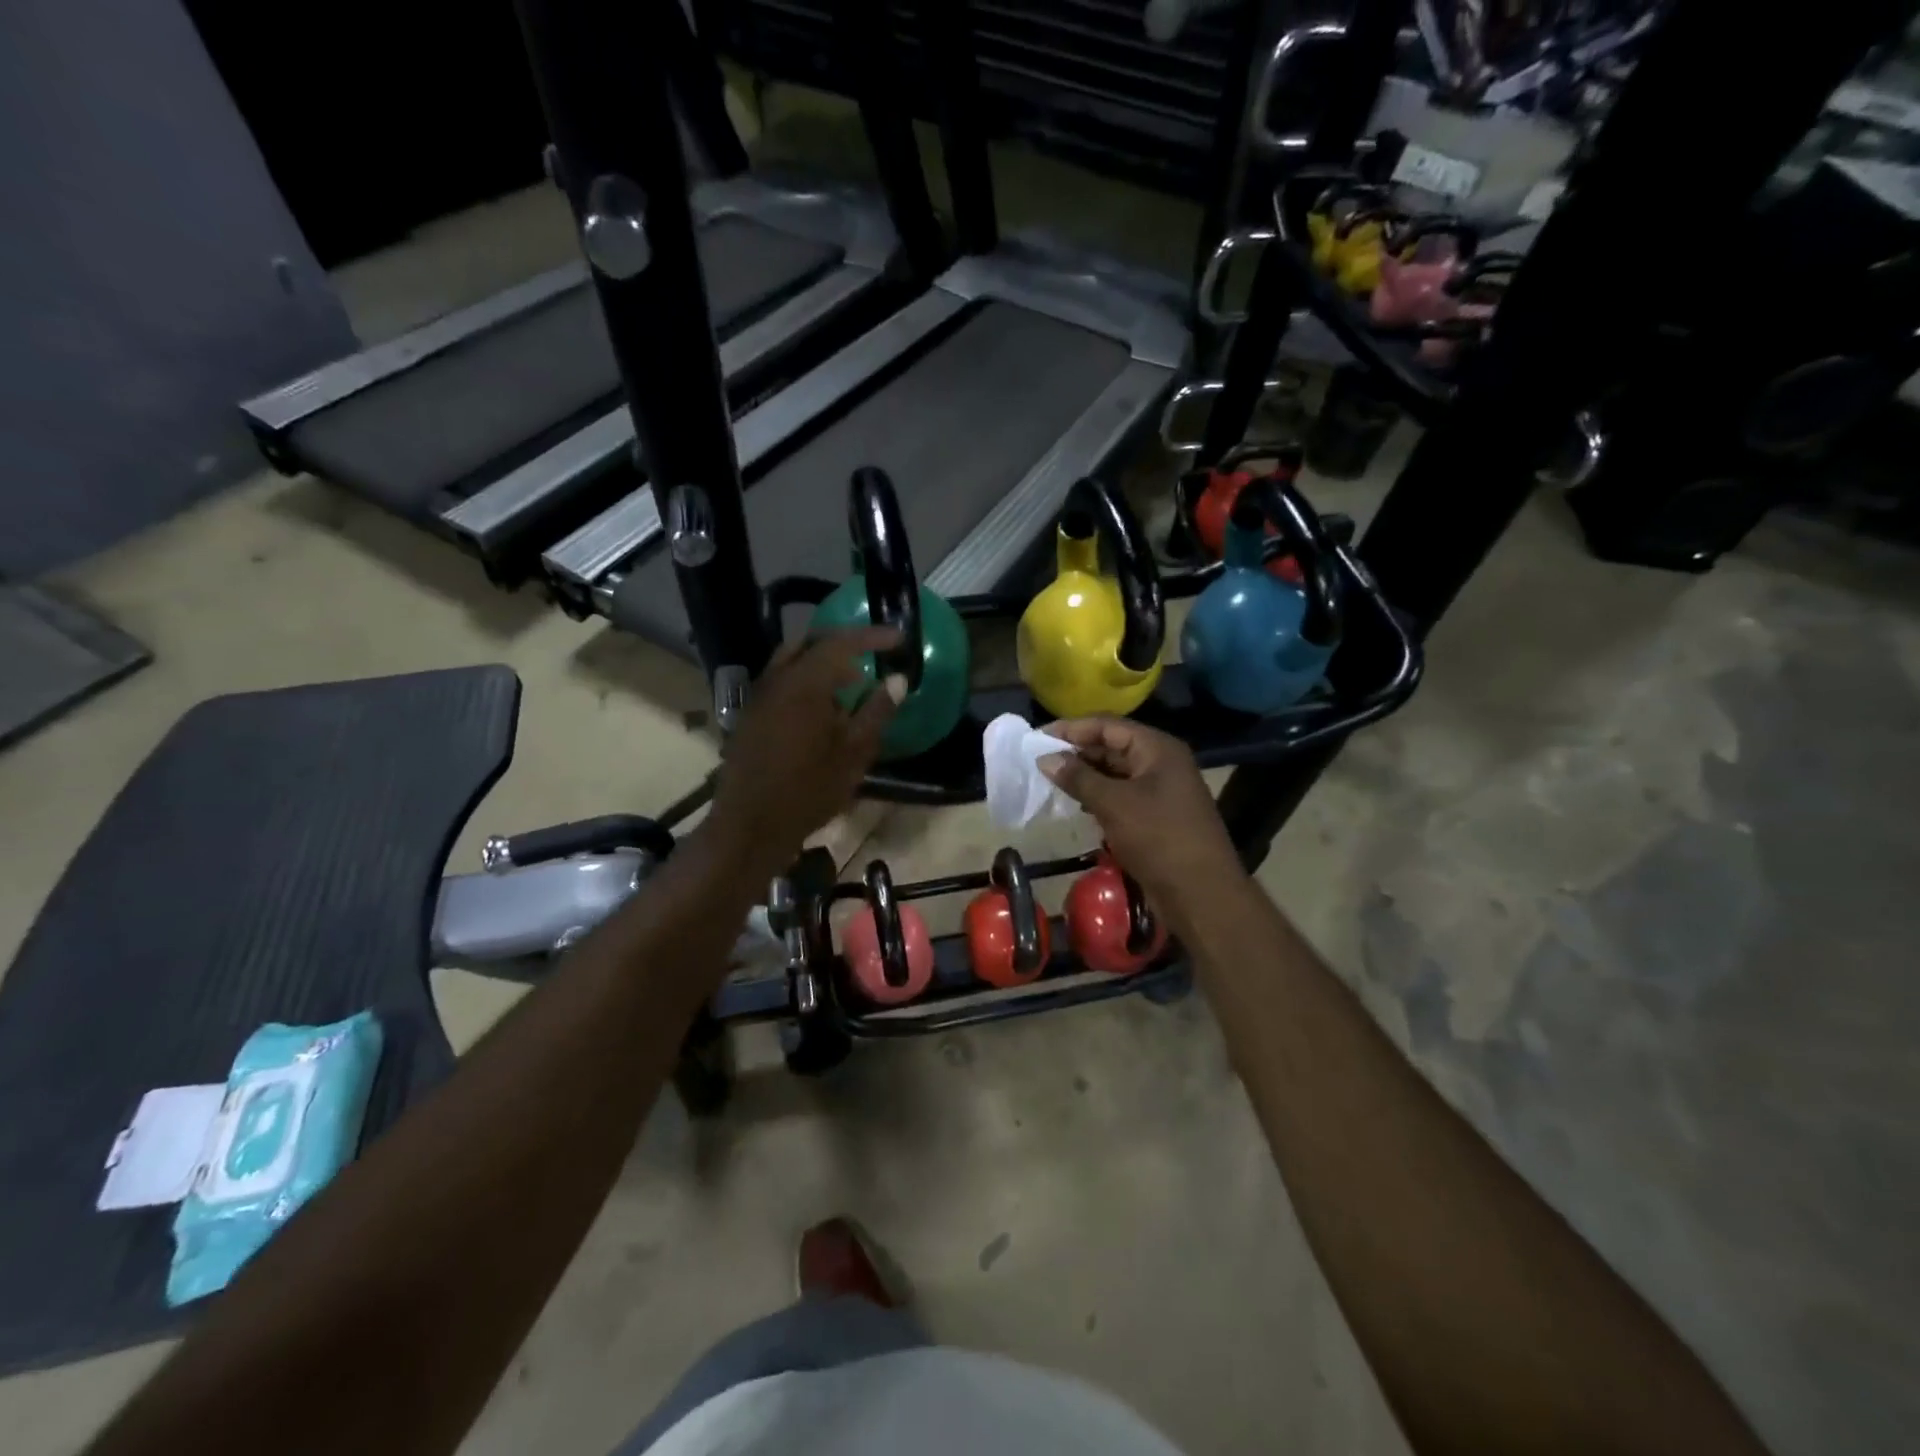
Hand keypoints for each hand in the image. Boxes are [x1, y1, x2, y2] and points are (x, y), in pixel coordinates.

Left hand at [707, 628, 902, 871]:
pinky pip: (780, 682)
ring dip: (822, 663)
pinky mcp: (750, 716)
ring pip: (791, 661)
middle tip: (871, 656)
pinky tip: (822, 709)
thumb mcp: (853, 754)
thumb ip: (876, 711)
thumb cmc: (808, 791)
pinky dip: (805, 681)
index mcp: (804, 684)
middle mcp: (776, 680)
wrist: (750, 826)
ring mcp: (758, 698)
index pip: (841, 643)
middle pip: (810, 643)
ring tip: (851, 684)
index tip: (898, 638)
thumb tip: (897, 679)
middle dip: (843, 644)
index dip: (871, 636)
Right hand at [1039, 718, 1243, 914]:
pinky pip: (1121, 795)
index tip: (1037, 738)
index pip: (1107, 725)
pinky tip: (1075, 804)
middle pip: (1112, 746)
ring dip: (1085, 776)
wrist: (1201, 893)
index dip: (1072, 728)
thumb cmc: (1158, 838)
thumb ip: (1078, 778)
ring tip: (1050, 781)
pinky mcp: (1156, 815)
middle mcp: (1161, 762)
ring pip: (1115, 773)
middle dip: (1077, 752)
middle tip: (1039, 761)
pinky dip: (1098, 796)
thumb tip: (1044, 758)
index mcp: (1157, 748)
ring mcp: (1160, 790)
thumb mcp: (1114, 804)